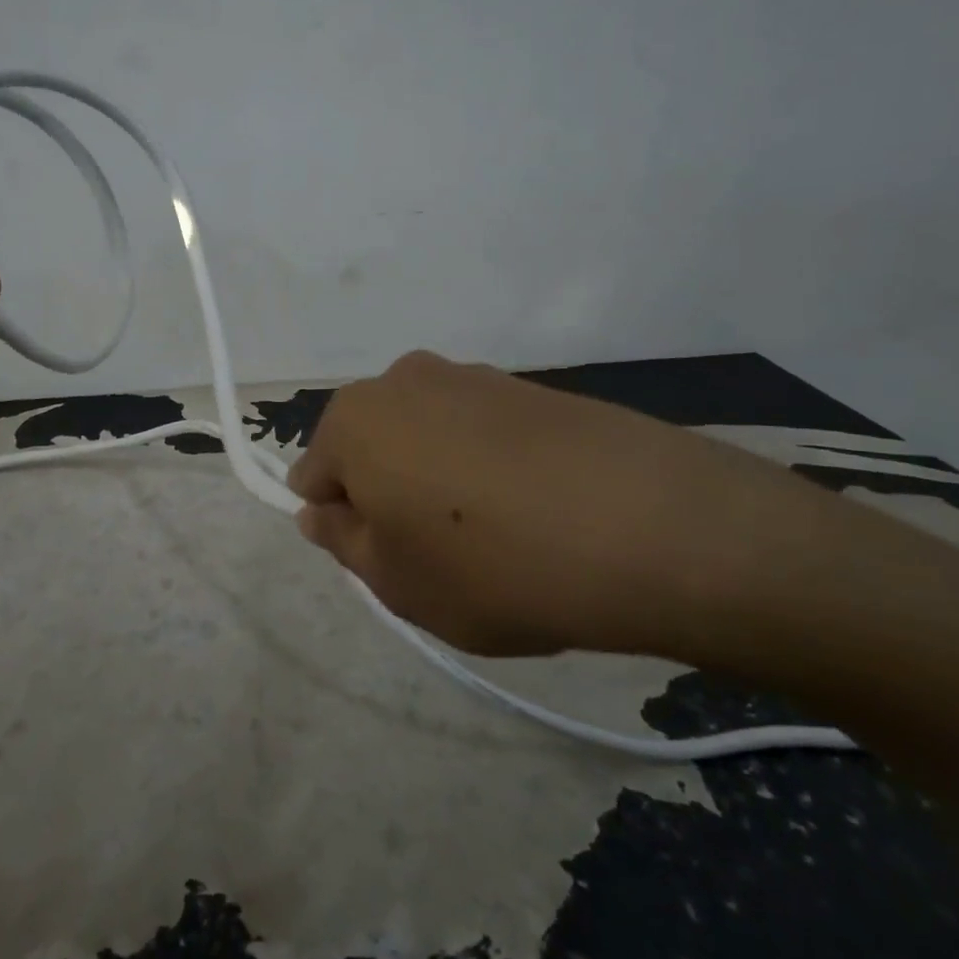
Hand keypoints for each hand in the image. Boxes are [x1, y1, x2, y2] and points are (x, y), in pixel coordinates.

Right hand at [286, 350, 822, 658]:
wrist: (643, 523)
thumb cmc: (490, 563)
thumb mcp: (395, 581)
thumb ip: (343, 541)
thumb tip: (322, 509)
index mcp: (355, 419)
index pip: (315, 473)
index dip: (343, 523)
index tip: (385, 560)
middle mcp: (405, 379)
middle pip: (372, 445)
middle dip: (388, 493)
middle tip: (436, 553)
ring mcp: (473, 376)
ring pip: (428, 436)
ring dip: (440, 477)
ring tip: (495, 534)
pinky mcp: (530, 386)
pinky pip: (482, 430)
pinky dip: (489, 465)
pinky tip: (535, 509)